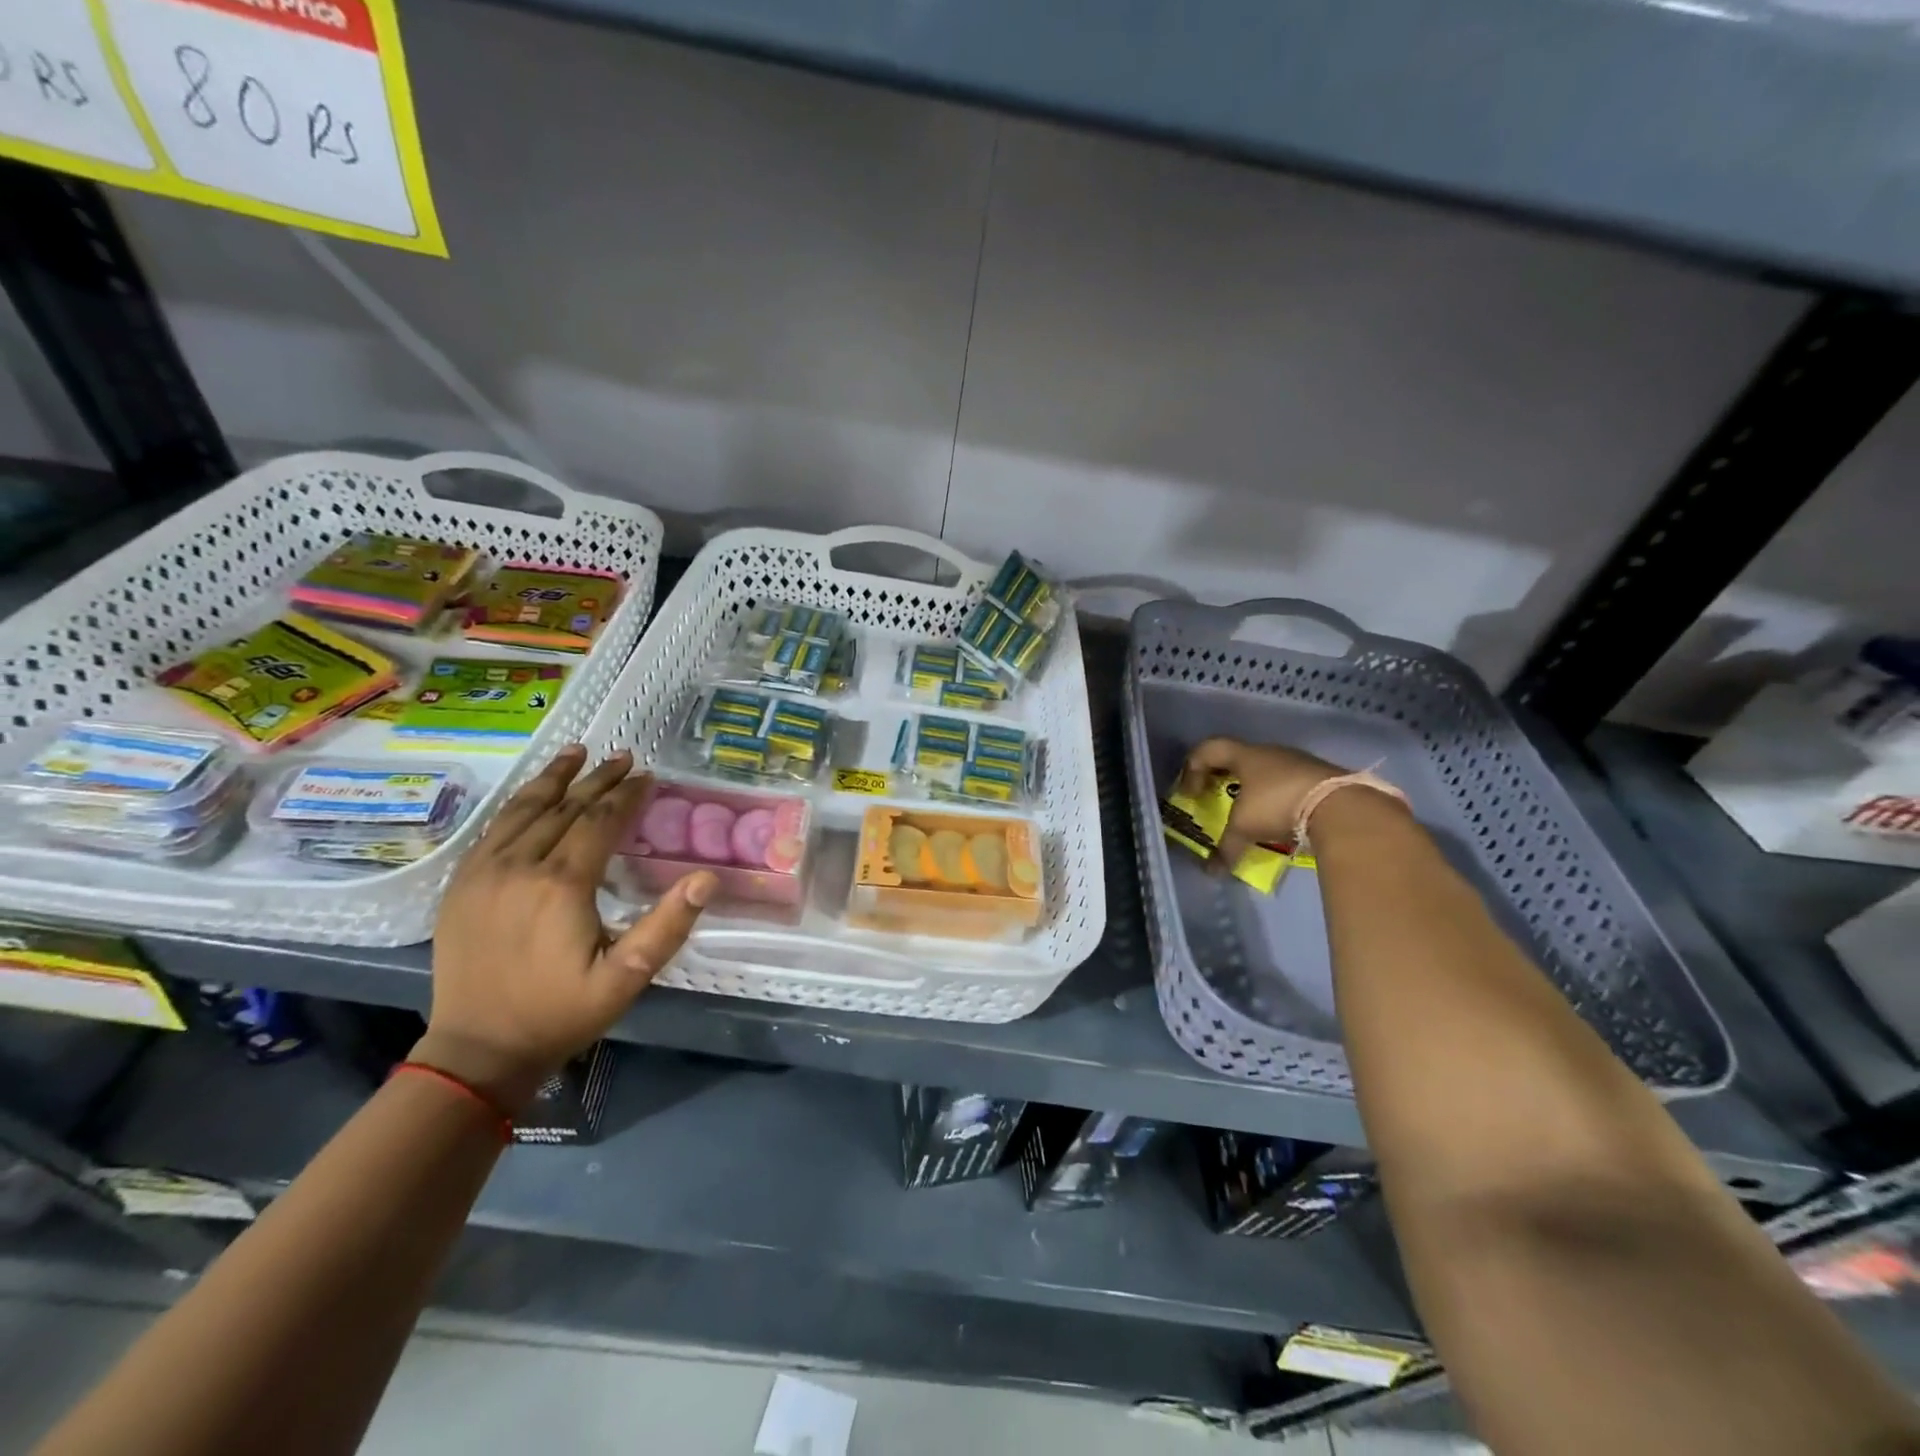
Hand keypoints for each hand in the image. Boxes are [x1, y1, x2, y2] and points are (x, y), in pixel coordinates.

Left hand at [414, 745, 716, 1112]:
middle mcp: (520, 866)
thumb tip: (706, 878)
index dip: (626, 796)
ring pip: (523, 810)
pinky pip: (493, 829)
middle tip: (624, 757)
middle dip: (597, 780)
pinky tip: (531, 794)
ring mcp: (484, 873)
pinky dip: (518, 803)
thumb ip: (667, 926)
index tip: (648, 776)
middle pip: (564, 809)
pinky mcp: (461, 885)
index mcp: (562, 884)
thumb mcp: (627, 977)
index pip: (600, 822)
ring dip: (554, 779)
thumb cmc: (561, 1012)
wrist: (478, 1049)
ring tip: (576, 752)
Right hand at [1178, 738, 1344, 868]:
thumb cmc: (1278, 806)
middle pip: (1238, 758)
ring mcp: (1299, 762)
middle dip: (1223, 779)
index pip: (1209, 749)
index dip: (1192, 769)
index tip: (1190, 794)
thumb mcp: (1245, 828)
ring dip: (1254, 789)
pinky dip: (1279, 798)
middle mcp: (1270, 752)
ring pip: (1266, 770)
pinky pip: (1290, 783)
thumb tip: (1211, 872)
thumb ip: (1226, 847)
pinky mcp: (1321, 776)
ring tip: (1252, 814)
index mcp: (1246, 755)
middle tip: (1216, 799)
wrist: (1341, 806)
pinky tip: (1281, 818)